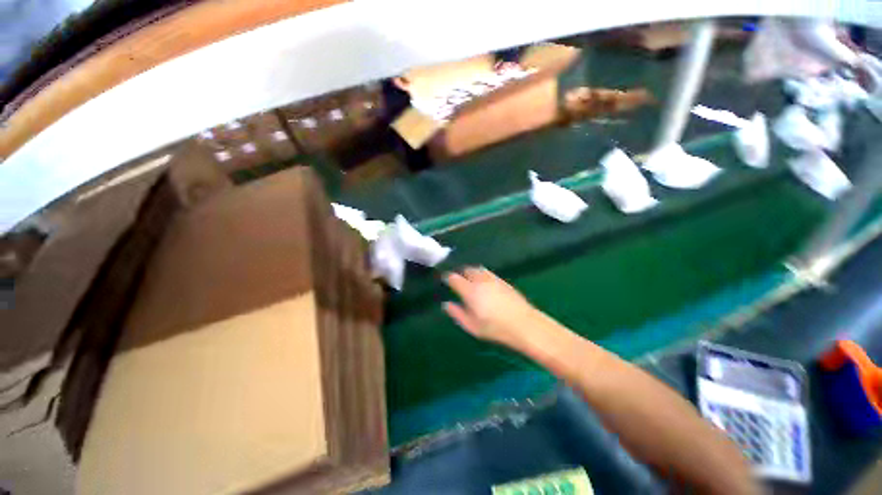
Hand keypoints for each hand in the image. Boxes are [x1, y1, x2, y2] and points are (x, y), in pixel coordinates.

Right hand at [443, 267, 538, 347]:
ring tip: (471, 281)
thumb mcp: (472, 326)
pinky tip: (485, 284)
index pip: (454, 278)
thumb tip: (446, 304)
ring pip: (478, 269)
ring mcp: (493, 279)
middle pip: (467, 270)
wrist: (524, 324)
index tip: (445, 281)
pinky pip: (488, 273)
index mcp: (470, 291)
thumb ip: (457, 314)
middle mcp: (480, 281)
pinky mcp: (503, 281)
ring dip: (472, 272)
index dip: (448, 278)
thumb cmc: (495, 328)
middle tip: (458, 282)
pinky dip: (482, 275)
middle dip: (461, 273)